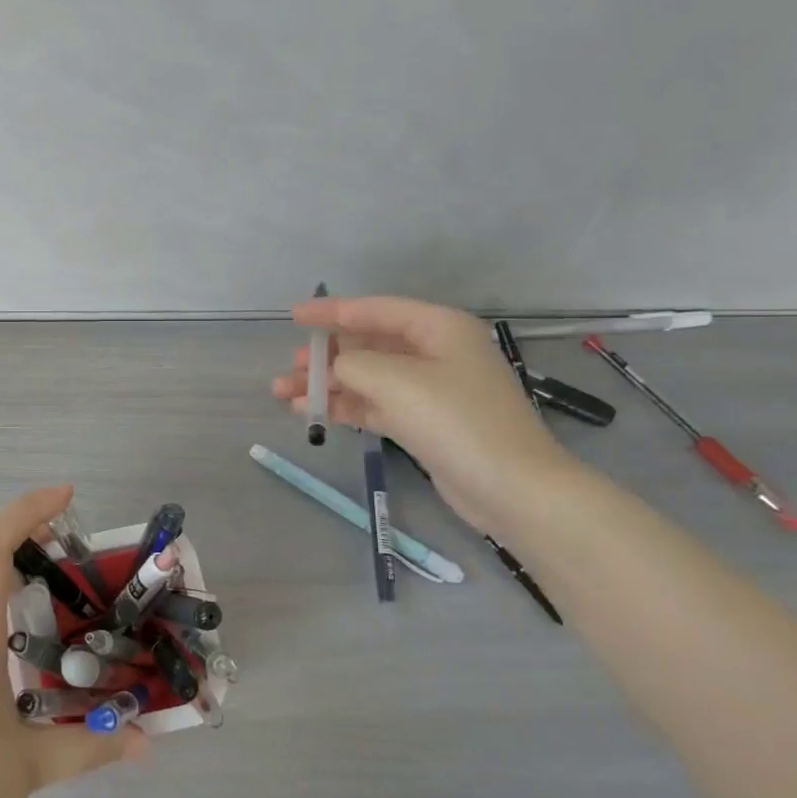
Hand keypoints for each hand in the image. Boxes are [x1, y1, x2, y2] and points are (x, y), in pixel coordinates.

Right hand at [271, 296, 578, 531]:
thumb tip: (334, 366)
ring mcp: (430, 390)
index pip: (375, 310)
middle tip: (290, 366)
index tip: (294, 316)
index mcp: (438, 328)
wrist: (511, 487)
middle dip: (326, 355)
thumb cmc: (456, 420)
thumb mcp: (397, 381)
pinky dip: (344, 406)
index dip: (332, 311)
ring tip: (285, 393)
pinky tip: (311, 412)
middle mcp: (435, 352)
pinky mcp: (423, 423)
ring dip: (328, 384)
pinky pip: (374, 405)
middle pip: (369, 344)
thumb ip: (354, 364)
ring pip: (367, 378)